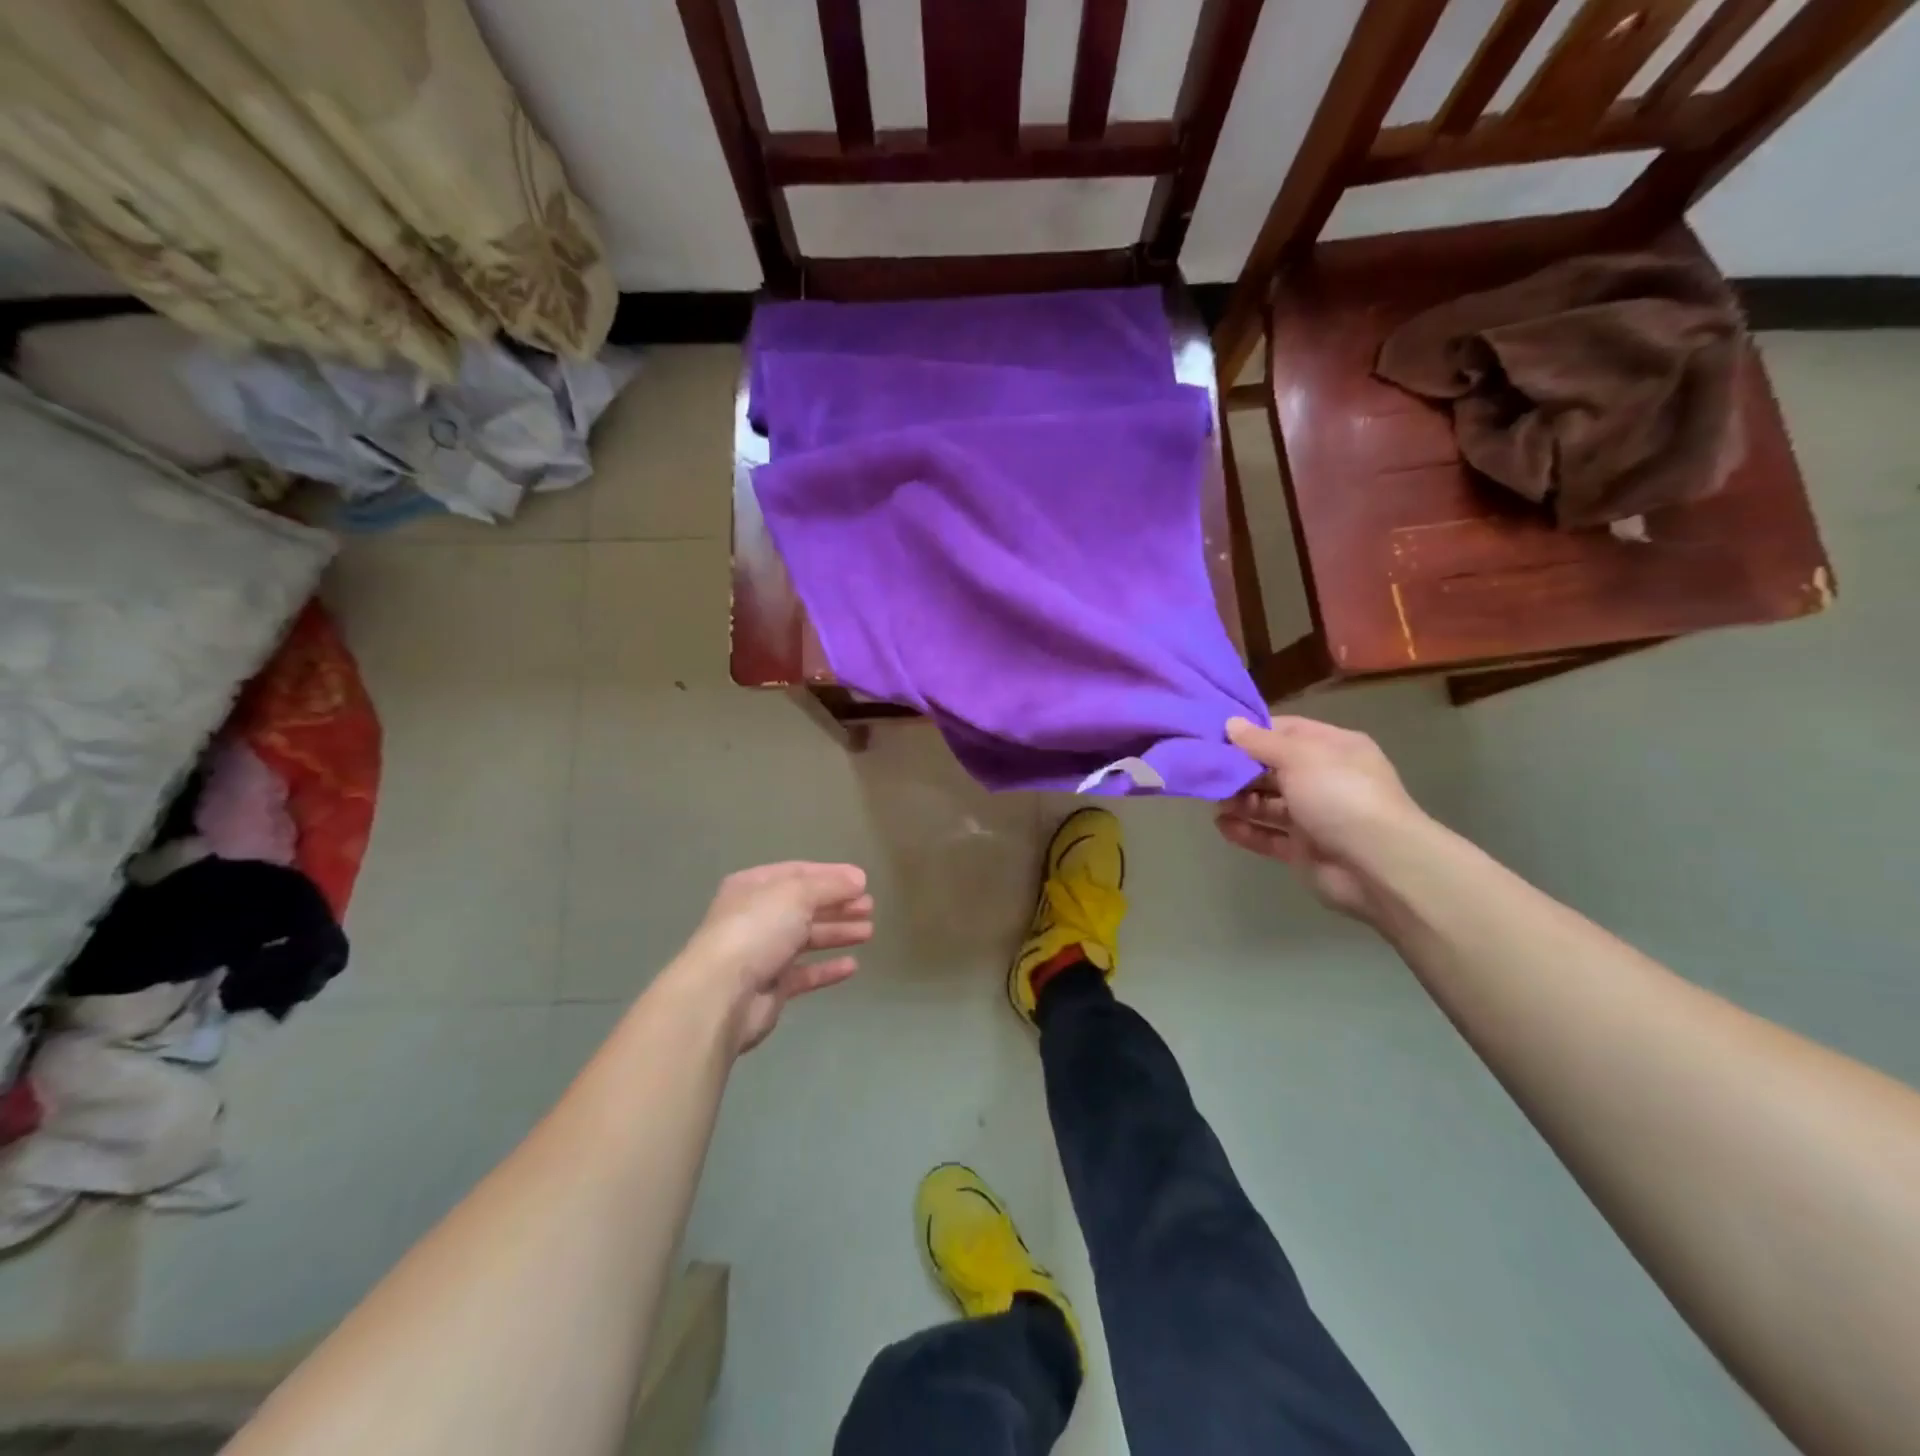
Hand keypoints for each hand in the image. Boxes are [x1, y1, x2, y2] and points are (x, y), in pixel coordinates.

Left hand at [670, 862, 874, 1052]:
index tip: (863, 882)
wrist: (722, 993)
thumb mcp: (797, 893)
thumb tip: (859, 880)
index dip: (832, 875)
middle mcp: (756, 916)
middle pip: (804, 906)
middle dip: (838, 905)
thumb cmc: (758, 929)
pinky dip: (827, 968)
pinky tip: (852, 966)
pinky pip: (804, 973)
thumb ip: (830, 885)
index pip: (798, 873)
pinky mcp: (770, 987)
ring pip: (806, 939)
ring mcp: (762, 953)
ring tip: (868, 932)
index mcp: (754, 886)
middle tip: (870, 908)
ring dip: (837, 933)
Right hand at [1216, 716, 1426, 919]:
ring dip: (1239, 801)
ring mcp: (1314, 817)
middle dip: (1241, 770)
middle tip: (1208, 771)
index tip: (1217, 735)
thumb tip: (1230, 724)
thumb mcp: (1299, 756)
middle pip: (1273, 769)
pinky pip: (1267, 836)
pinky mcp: (1302, 849)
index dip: (1253, 732)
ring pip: (1267, 803)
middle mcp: (1324, 779)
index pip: (1286, 731)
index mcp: (1333, 748)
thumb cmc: (1340, 795)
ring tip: (1213, 801)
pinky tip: (1221, 825)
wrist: (1376, 864)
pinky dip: (1245, 830)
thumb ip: (1261, 742)